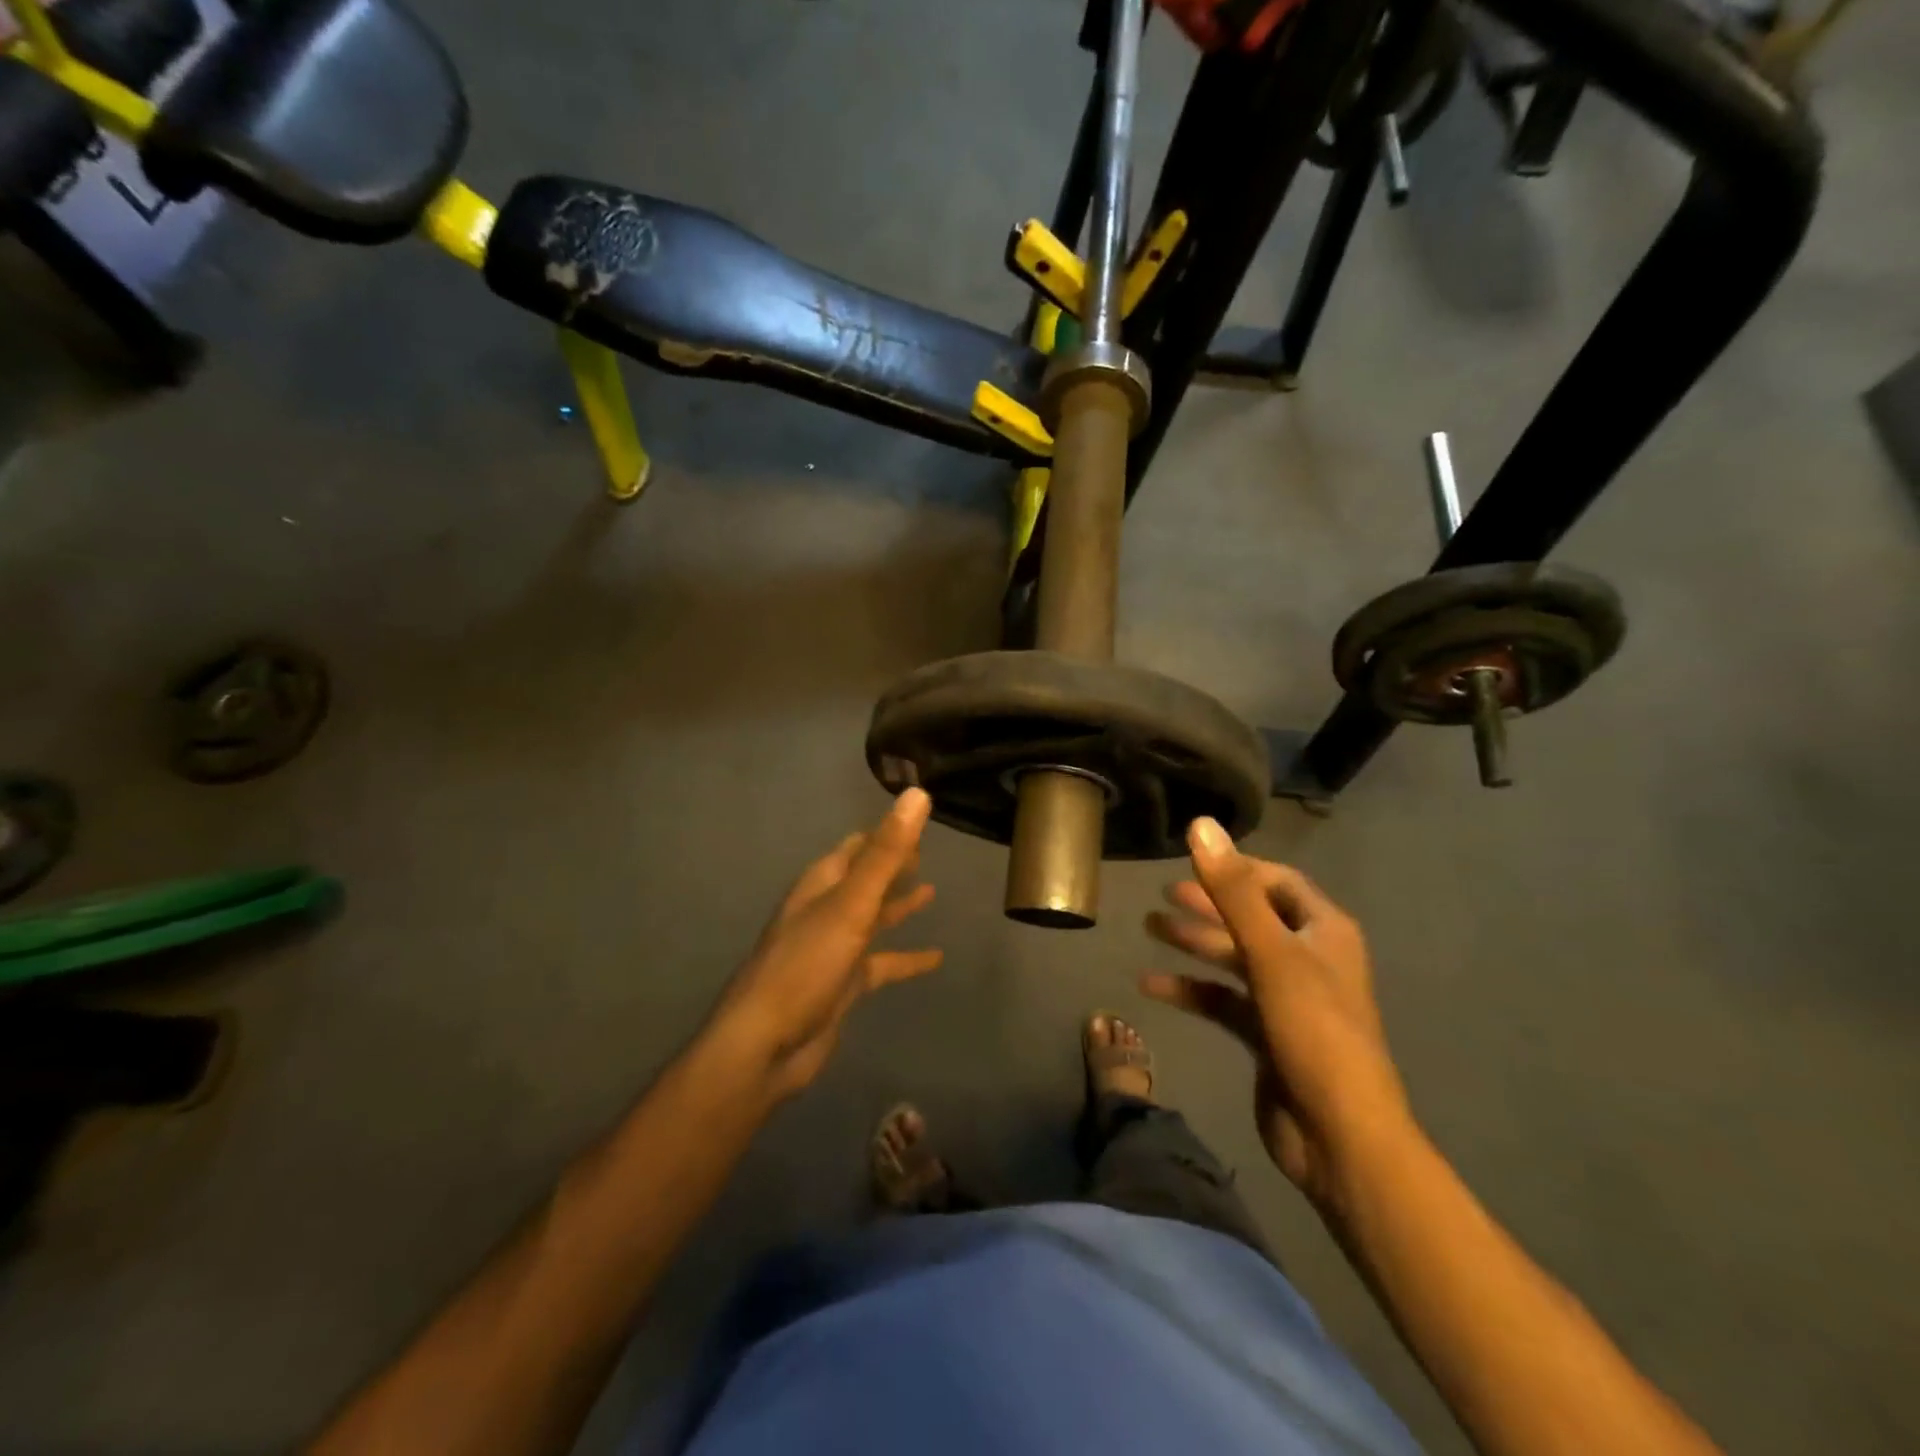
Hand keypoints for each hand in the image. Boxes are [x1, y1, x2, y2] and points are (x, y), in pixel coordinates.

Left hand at [716, 789, 941, 1099]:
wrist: (766, 1045)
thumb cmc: (806, 966)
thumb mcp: (851, 905)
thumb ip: (886, 854)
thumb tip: (917, 794)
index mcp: (822, 885)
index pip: (856, 847)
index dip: (884, 833)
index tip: (915, 819)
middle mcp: (825, 911)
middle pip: (863, 879)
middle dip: (891, 865)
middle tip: (926, 851)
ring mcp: (833, 949)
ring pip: (872, 918)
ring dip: (898, 905)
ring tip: (932, 891)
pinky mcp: (843, 984)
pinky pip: (881, 963)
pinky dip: (906, 957)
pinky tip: (936, 958)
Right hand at [1141, 818, 1413, 1216]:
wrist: (1339, 1134)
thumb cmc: (1313, 1029)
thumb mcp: (1270, 953)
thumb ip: (1232, 890)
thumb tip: (1201, 824)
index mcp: (1323, 931)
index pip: (1278, 881)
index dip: (1238, 868)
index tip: (1193, 861)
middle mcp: (1308, 958)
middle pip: (1251, 917)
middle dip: (1208, 904)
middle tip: (1162, 893)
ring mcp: (1287, 998)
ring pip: (1233, 957)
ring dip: (1194, 942)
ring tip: (1150, 927)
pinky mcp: (1266, 1033)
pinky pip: (1222, 999)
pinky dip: (1191, 989)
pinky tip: (1152, 984)